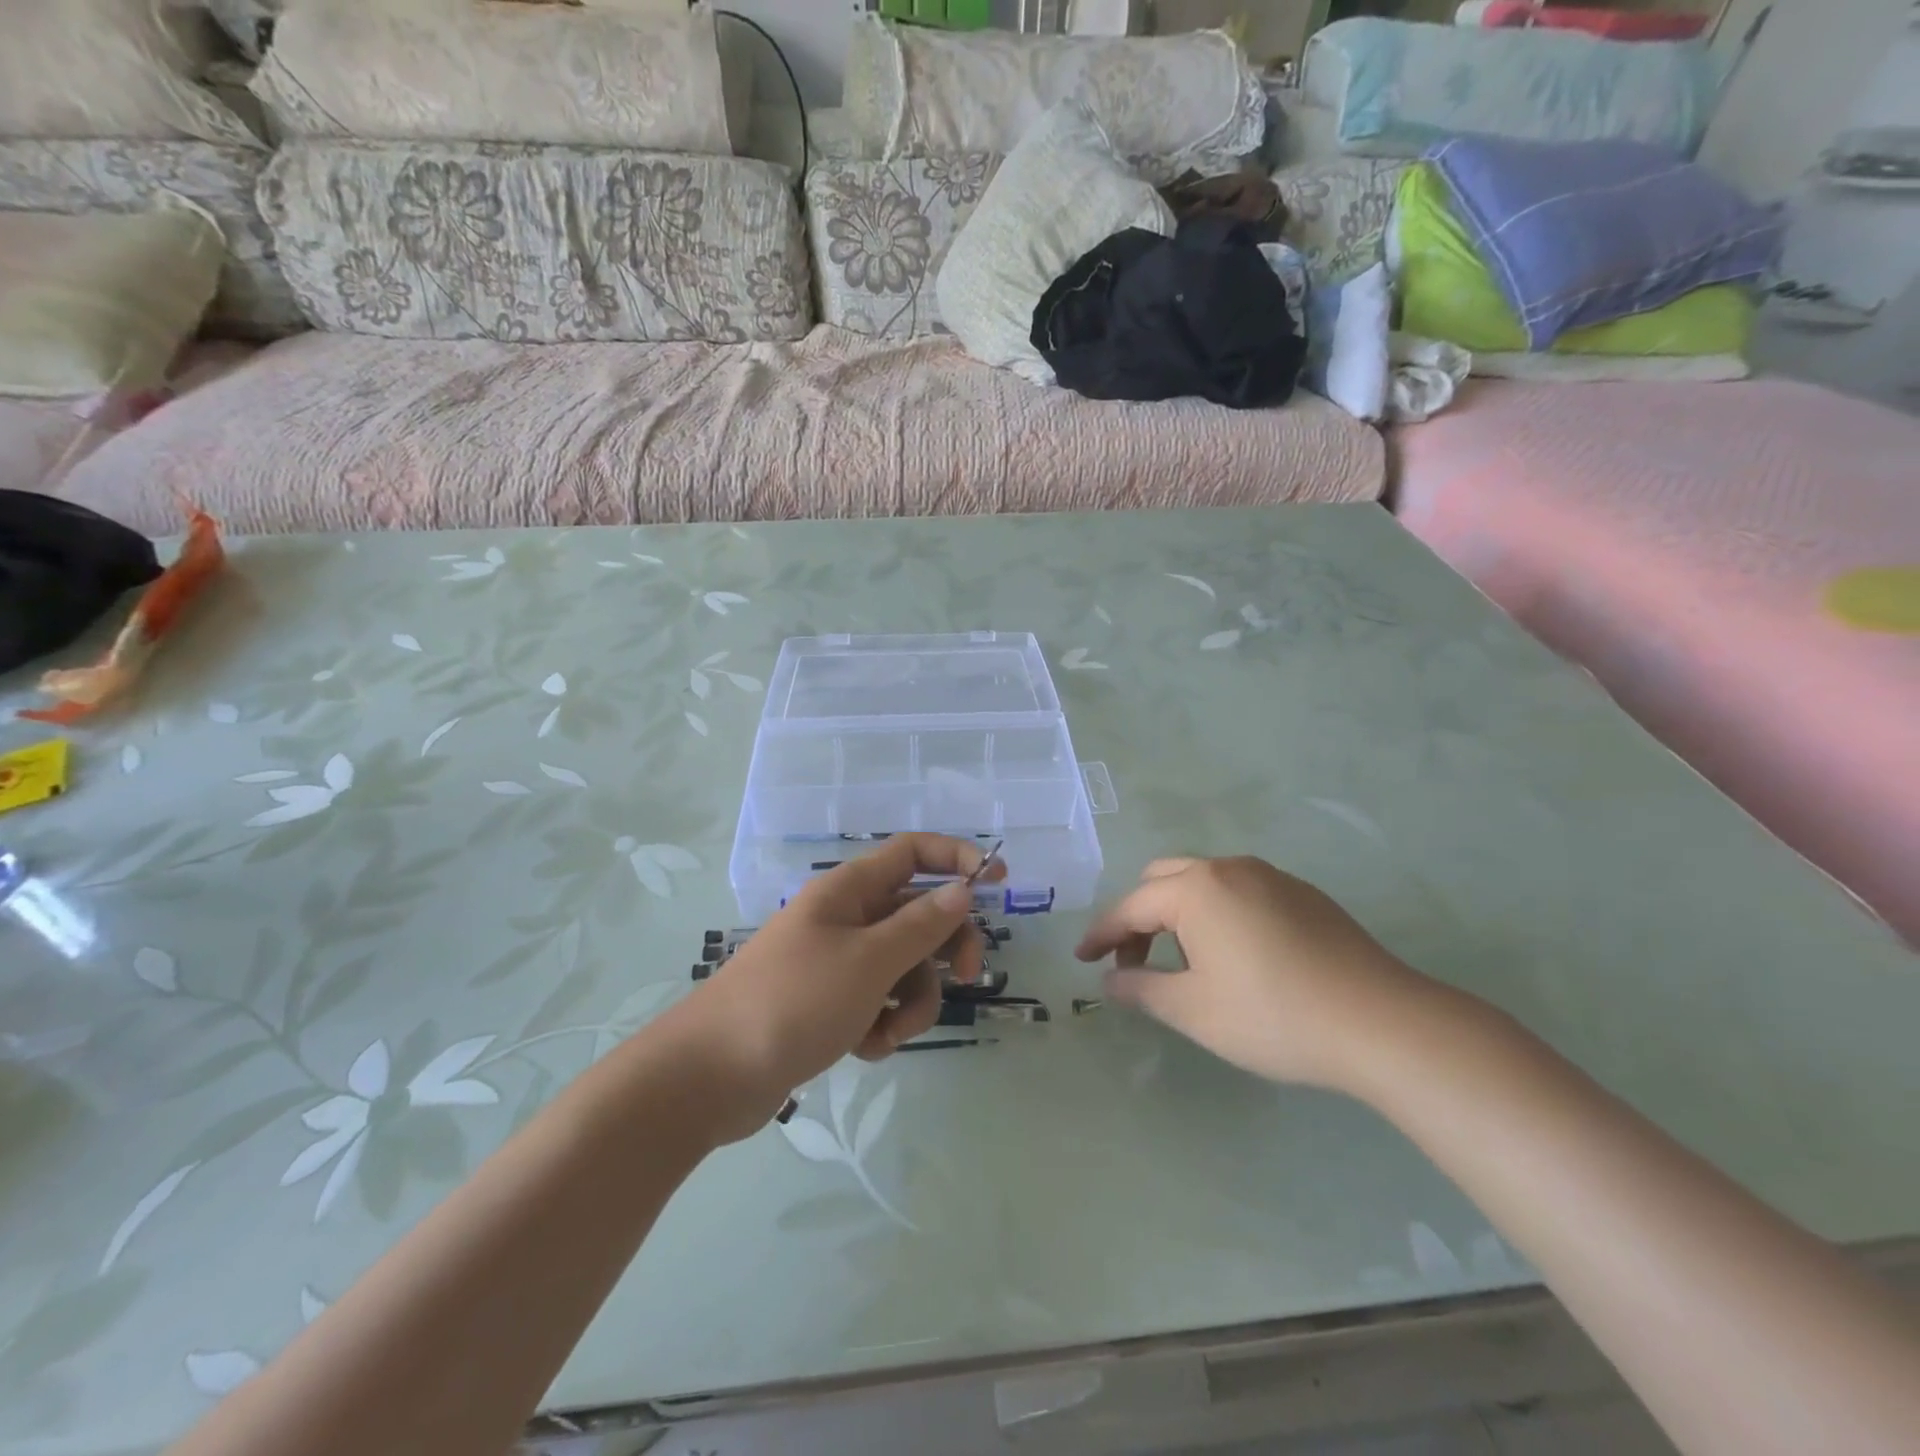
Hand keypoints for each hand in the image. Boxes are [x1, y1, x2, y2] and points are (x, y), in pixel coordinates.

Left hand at [680, 834, 1003, 1136]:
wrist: (710, 1076)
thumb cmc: (793, 1002)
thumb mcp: (869, 961)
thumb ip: (921, 925)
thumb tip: (962, 889)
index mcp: (850, 890)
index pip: (912, 852)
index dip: (956, 857)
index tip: (997, 880)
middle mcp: (846, 917)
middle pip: (918, 913)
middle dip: (947, 947)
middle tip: (970, 977)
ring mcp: (837, 961)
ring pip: (904, 965)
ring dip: (913, 1001)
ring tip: (889, 1033)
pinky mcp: (830, 1002)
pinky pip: (879, 1000)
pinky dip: (882, 1023)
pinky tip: (865, 1047)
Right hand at [1075, 856, 1440, 1094]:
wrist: (1382, 1023)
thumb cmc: (1273, 1016)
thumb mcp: (1194, 1010)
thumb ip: (1141, 988)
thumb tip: (1112, 979)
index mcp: (1196, 889)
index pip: (1131, 906)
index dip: (1102, 934)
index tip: (1083, 960)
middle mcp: (1229, 869)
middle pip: (1164, 880)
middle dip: (1139, 918)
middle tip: (1134, 962)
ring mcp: (1271, 877)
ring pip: (1204, 883)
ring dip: (1178, 915)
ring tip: (1185, 964)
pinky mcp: (1303, 894)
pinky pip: (1240, 892)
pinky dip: (1217, 915)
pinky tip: (1235, 957)